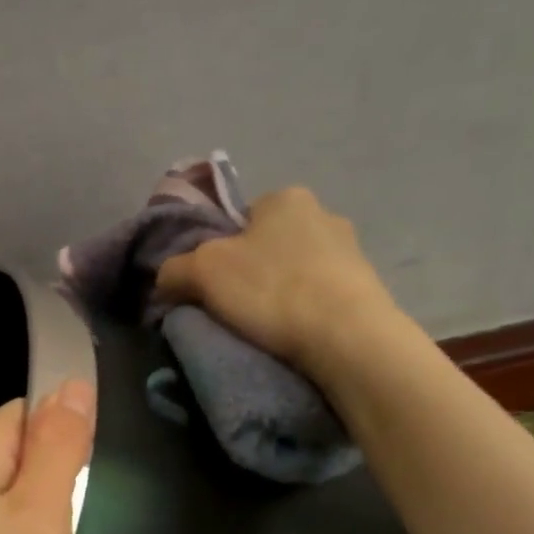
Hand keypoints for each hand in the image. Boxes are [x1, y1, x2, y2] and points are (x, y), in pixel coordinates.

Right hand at [154, 186, 396, 376]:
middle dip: (253, 273)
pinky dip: (307, 311)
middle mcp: (324, 213)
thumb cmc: (271, 289)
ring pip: (298, 271)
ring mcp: (352, 250)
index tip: (214, 286)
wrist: (346, 336)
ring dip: (282, 293)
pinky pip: (322, 295)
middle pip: (269, 245)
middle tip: (236, 309)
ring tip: (268, 328)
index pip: (241, 220)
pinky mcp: (368, 287)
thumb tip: (165, 279)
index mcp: (285, 197)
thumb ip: (174, 269)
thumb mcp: (202, 272)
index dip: (220, 252)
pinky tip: (298, 334)